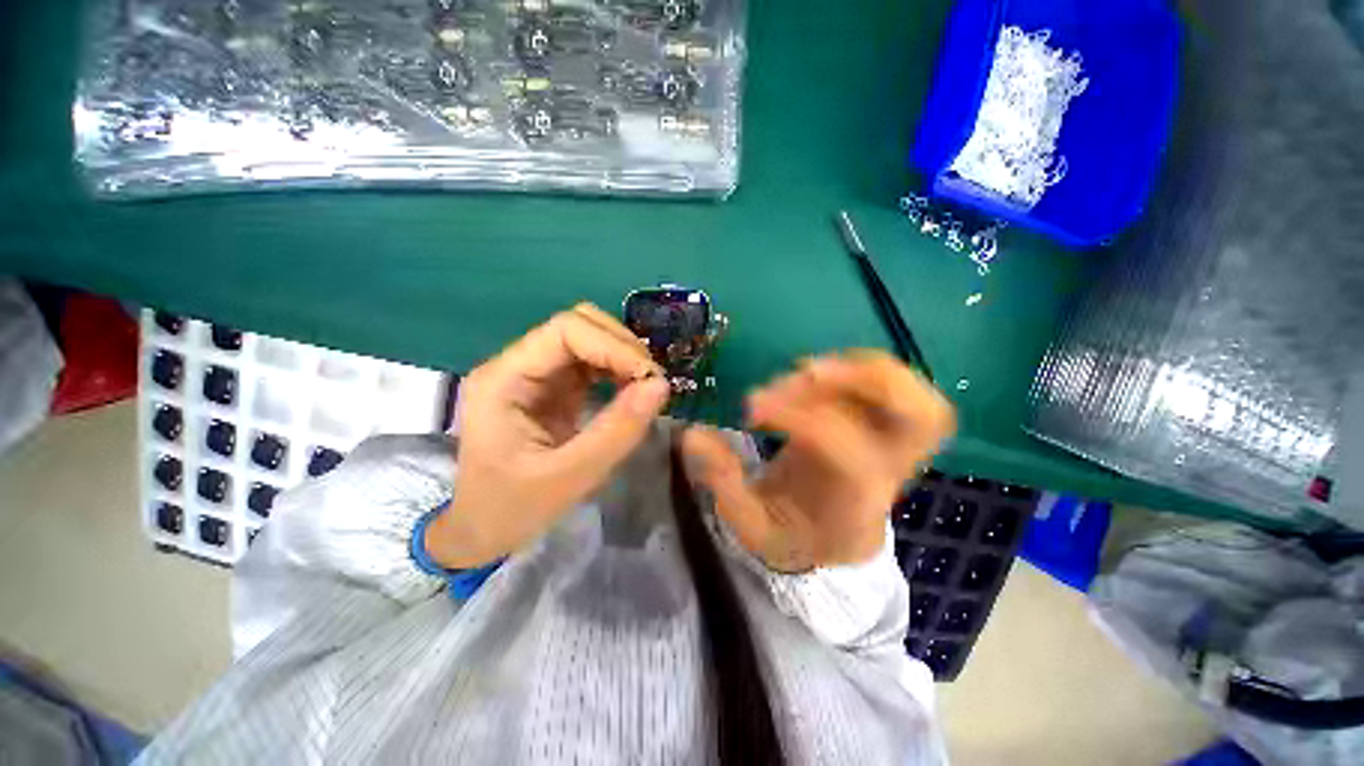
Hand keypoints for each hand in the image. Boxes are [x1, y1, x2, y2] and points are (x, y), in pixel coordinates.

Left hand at [426, 304, 670, 568]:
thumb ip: (617, 430)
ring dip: (623, 355)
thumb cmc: (513, 507)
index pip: (566, 331)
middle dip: (622, 347)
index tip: (649, 377)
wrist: (483, 529)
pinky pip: (592, 362)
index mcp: (504, 379)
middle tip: (652, 382)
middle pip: (578, 325)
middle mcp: (518, 364)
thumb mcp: (569, 477)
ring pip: (588, 338)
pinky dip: (618, 369)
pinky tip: (633, 389)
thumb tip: (661, 385)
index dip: (614, 346)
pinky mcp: (554, 386)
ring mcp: (536, 373)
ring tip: (647, 386)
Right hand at [682, 351, 955, 572]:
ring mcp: (894, 444)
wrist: (831, 540)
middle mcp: (890, 469)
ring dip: (858, 368)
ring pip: (914, 393)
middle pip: (925, 417)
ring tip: (804, 373)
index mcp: (856, 499)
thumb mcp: (748, 524)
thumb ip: (721, 482)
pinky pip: (890, 384)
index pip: (846, 447)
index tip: (751, 407)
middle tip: (806, 374)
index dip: (796, 416)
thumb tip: (693, 434)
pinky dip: (856, 368)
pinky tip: (815, 376)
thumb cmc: (792, 535)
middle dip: (866, 382)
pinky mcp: (883, 425)